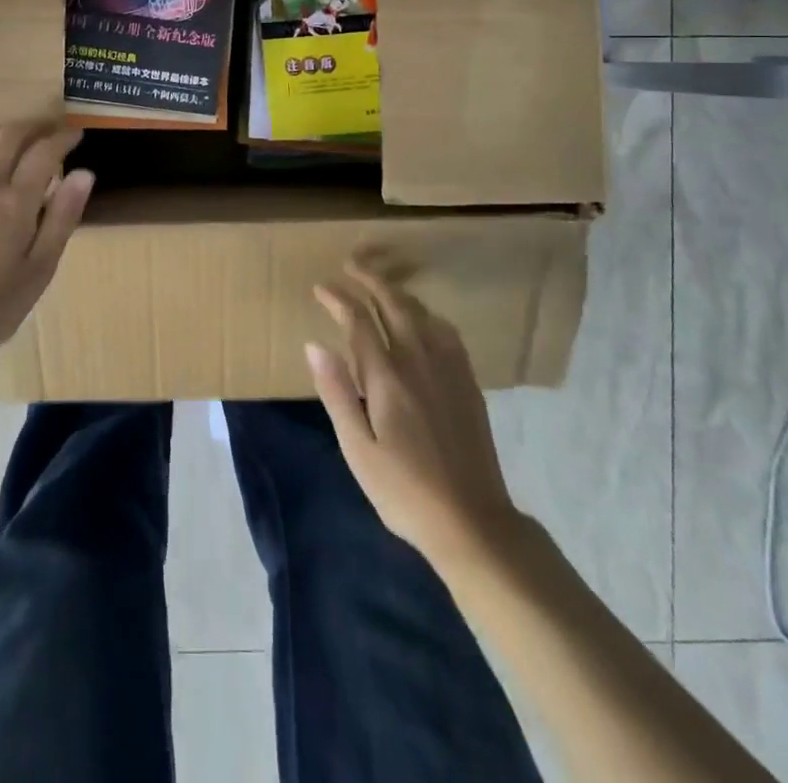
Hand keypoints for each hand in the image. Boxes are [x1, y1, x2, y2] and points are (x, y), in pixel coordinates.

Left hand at [0, 121, 94, 367]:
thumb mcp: (40, 268)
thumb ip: (62, 217)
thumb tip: (84, 174)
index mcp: (14, 201)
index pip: (43, 151)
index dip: (63, 137)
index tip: (77, 134)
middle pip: (9, 135)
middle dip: (35, 126)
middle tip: (53, 131)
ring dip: (6, 131)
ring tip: (23, 140)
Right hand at [306, 260, 523, 580]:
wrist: (472, 522)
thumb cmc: (404, 491)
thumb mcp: (358, 450)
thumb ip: (337, 393)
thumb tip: (314, 345)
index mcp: (388, 378)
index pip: (359, 322)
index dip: (339, 299)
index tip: (322, 287)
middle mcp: (419, 362)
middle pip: (394, 305)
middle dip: (371, 280)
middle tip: (351, 266)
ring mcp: (449, 370)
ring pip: (422, 314)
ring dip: (398, 293)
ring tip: (381, 286)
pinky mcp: (468, 383)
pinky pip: (447, 332)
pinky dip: (428, 314)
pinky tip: (424, 320)